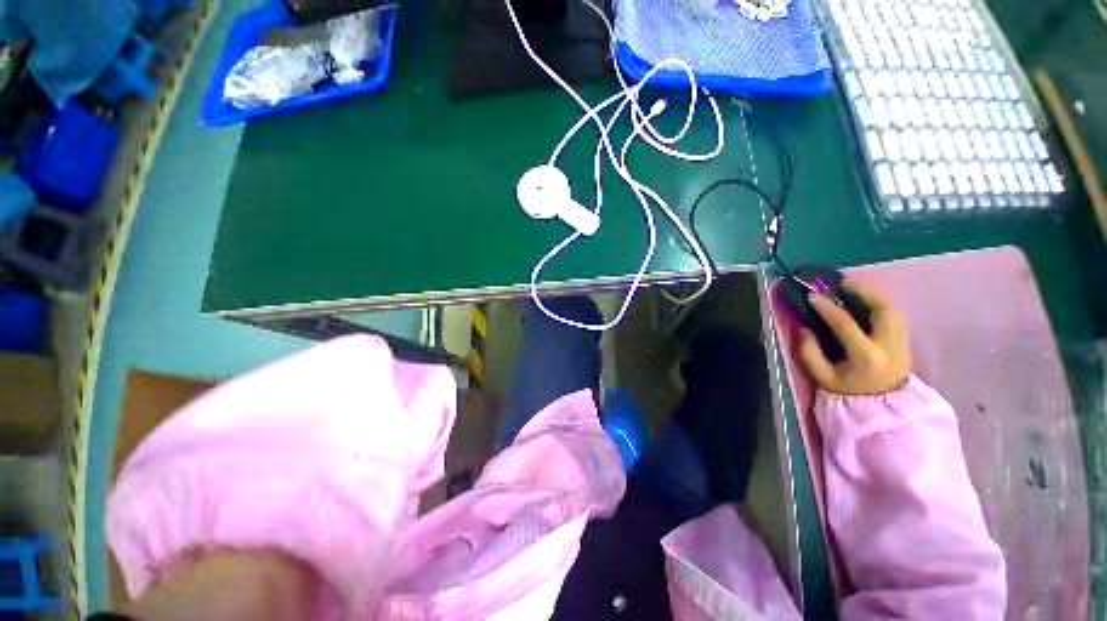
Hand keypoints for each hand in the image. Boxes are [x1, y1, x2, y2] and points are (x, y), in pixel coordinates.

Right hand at [798, 280, 911, 394]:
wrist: (883, 406)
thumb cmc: (849, 391)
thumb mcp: (822, 376)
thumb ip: (809, 353)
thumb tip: (804, 329)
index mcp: (866, 356)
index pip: (845, 324)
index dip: (827, 308)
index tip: (812, 296)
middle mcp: (888, 345)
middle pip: (882, 309)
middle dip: (862, 291)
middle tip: (841, 283)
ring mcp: (901, 341)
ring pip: (892, 308)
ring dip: (873, 294)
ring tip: (853, 287)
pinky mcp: (905, 340)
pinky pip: (894, 314)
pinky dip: (880, 302)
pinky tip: (866, 300)